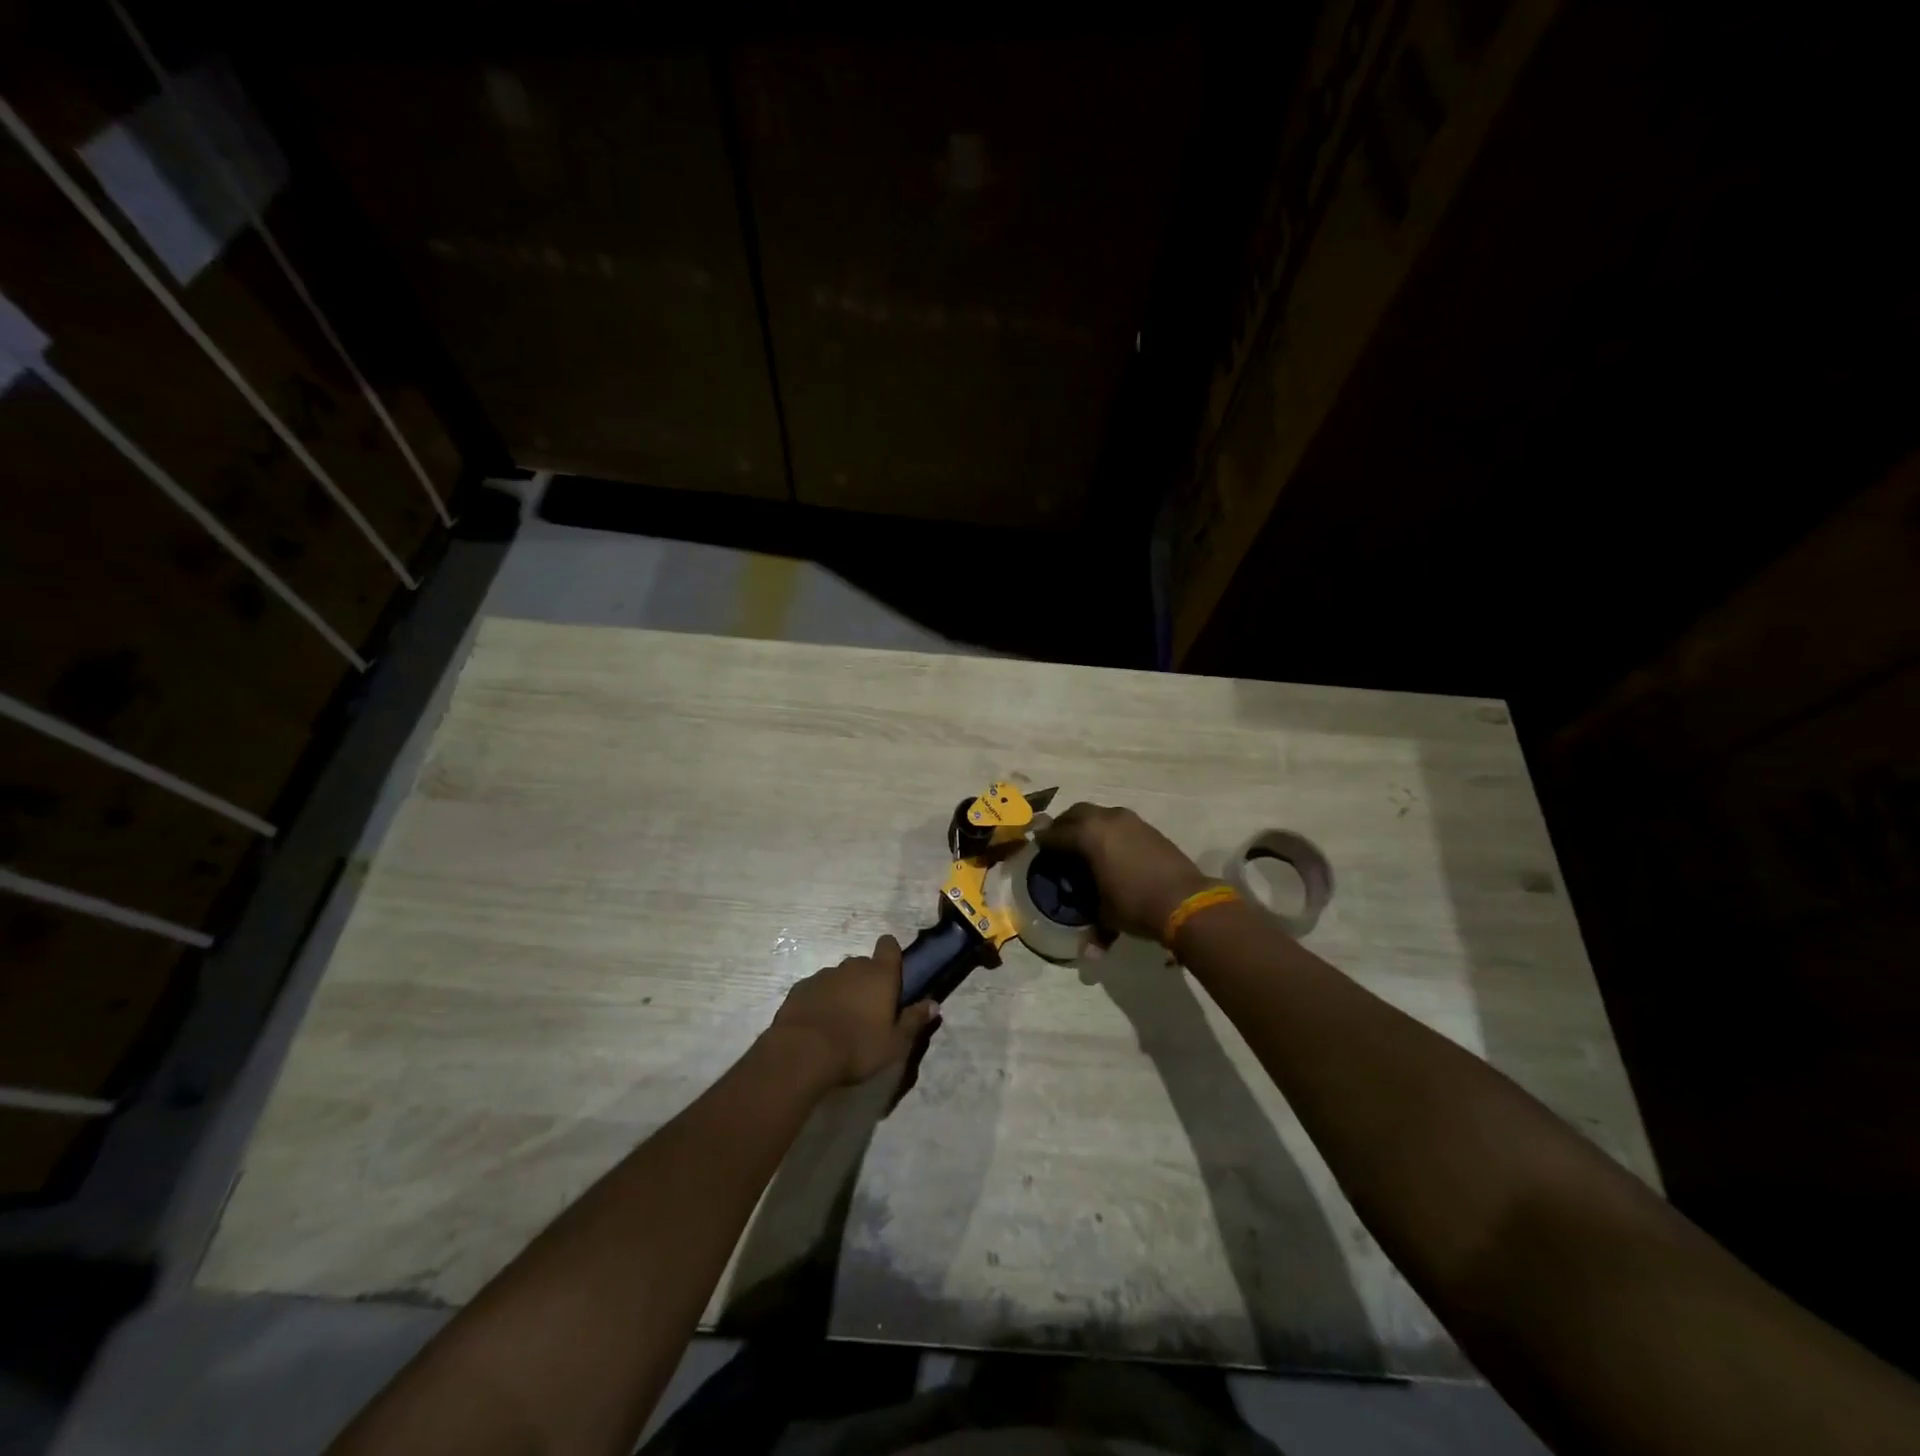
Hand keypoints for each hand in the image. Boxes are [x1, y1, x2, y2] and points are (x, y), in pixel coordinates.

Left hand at [768, 935, 939, 1086]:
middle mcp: (853, 967)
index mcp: (880, 974)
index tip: (893, 972)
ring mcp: (824, 975)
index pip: (889, 946)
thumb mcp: (895, 1043)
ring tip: (842, 1021)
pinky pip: (817, 989)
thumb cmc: (858, 1047)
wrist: (803, 1053)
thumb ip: (914, 1020)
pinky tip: (819, 1024)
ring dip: (844, 991)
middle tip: (869, 1010)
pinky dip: (821, 1000)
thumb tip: (934, 1004)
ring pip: (840, 977)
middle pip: (864, 964)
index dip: (891, 954)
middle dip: (868, 981)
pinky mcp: (800, 988)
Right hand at [1040, 803, 1213, 942]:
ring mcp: (1130, 820)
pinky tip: (1110, 848)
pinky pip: (1118, 821)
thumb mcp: (1106, 914)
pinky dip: (1107, 829)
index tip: (1037, 847)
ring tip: (1084, 844)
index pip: (1056, 834)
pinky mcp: (1148, 827)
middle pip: (1076, 813)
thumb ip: (1093, 924)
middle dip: (1064, 825)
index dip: (1044, 842)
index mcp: (1088, 836)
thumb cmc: (1136, 905)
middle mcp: (1106, 820)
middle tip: (1058, 841)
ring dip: (1087, 824)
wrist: (1185, 900)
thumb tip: (1089, 951)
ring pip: (1099, 813)